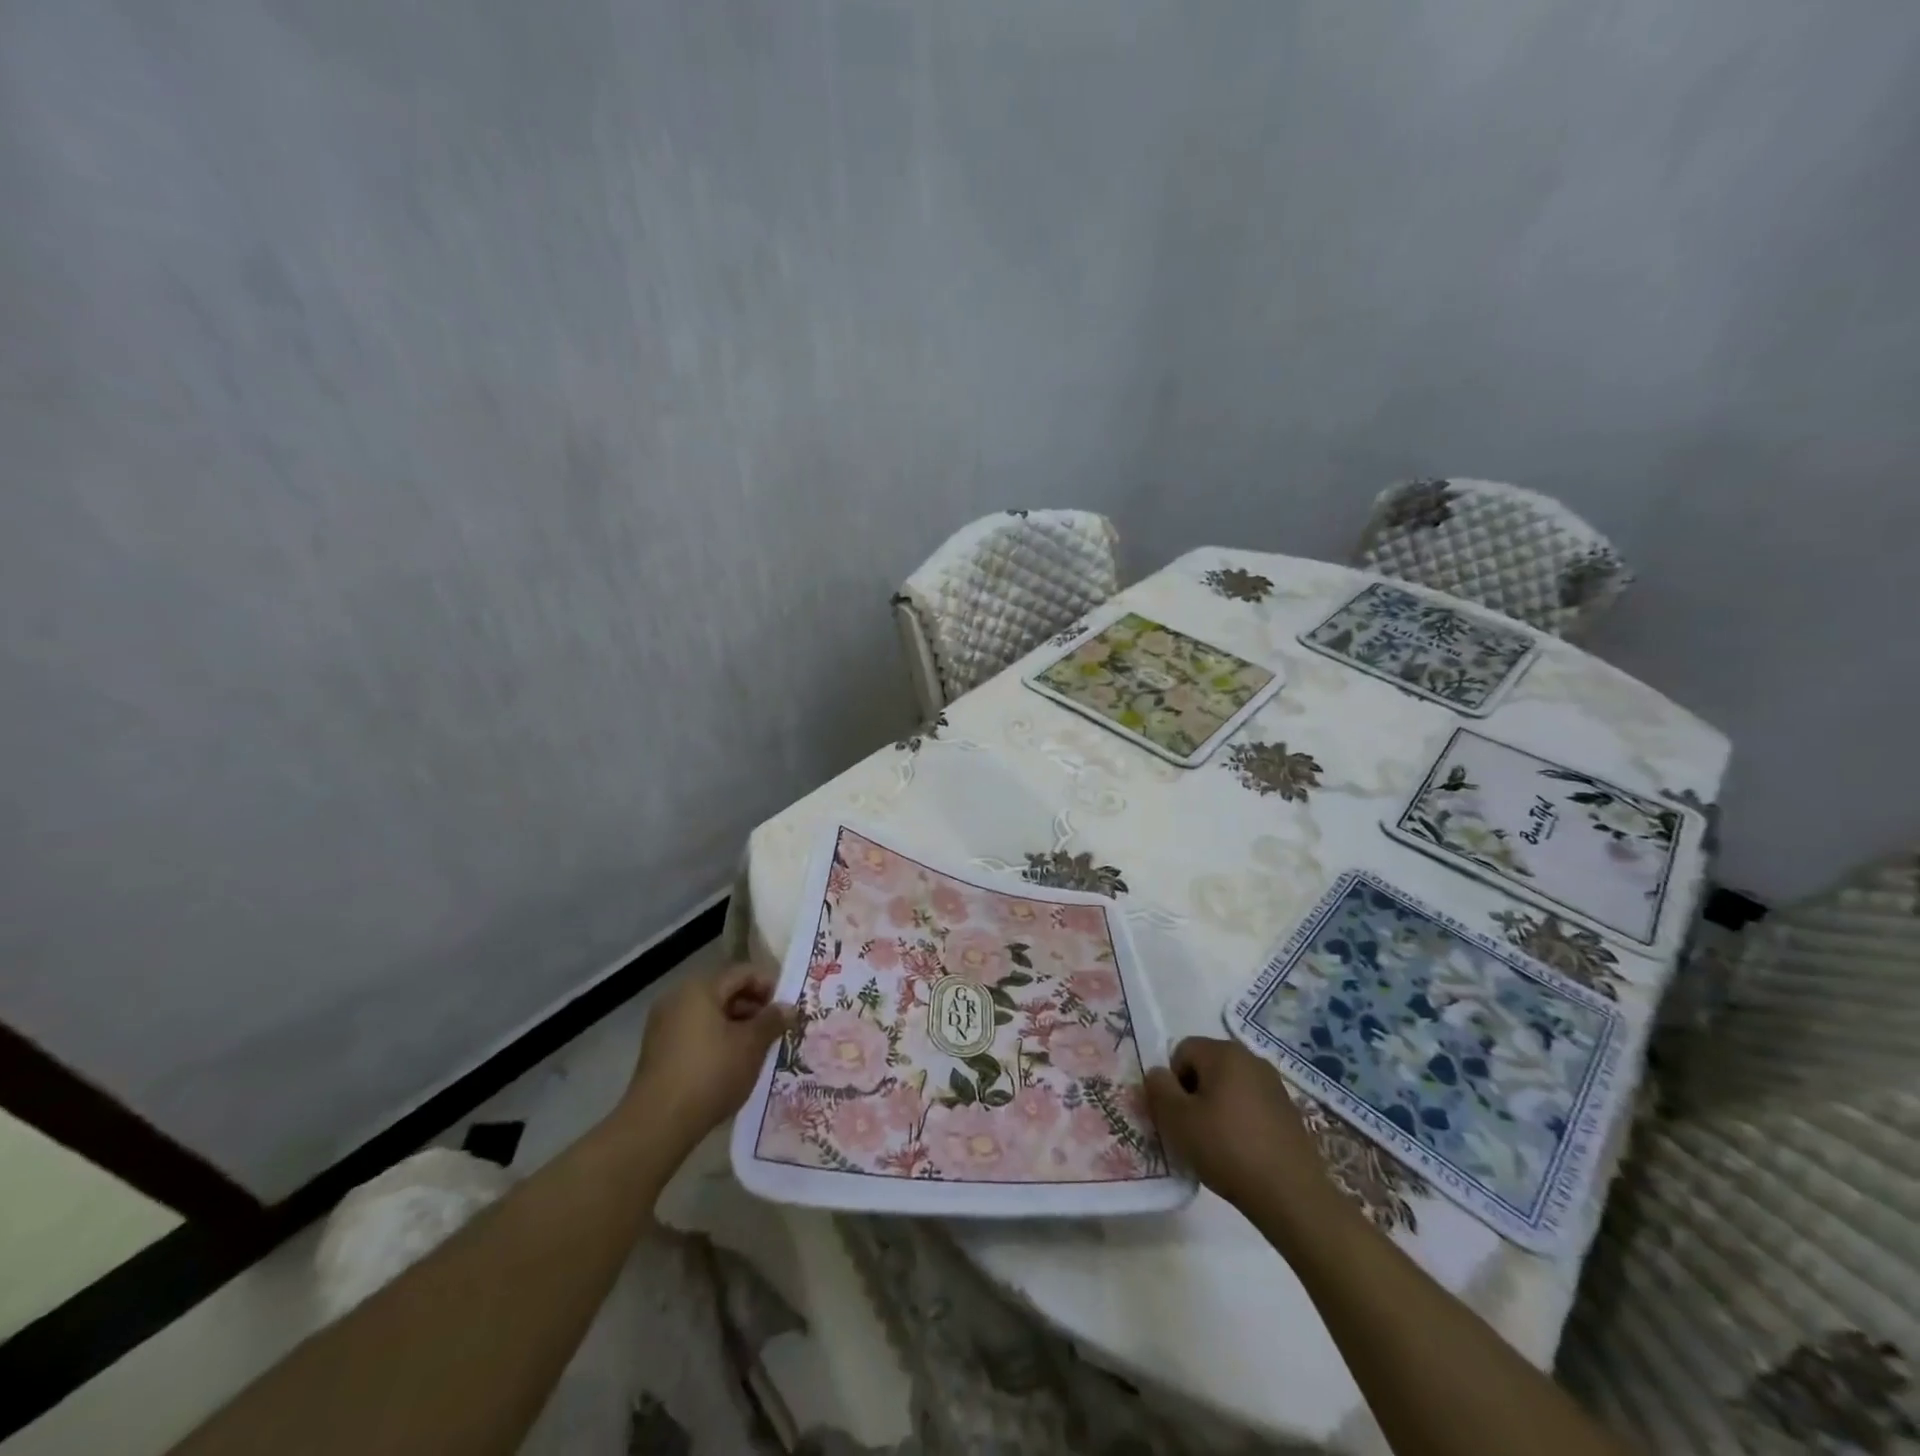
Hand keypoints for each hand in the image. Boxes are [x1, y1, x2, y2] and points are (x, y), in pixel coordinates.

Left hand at [623, 965, 796, 1152]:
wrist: (657, 1124)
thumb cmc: (710, 1073)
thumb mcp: (751, 1045)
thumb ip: (772, 1021)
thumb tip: (789, 1008)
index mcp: (700, 988)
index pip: (743, 973)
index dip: (769, 986)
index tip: (787, 1008)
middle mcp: (678, 998)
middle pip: (725, 991)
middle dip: (754, 1008)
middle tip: (776, 1029)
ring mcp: (664, 1024)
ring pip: (710, 1014)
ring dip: (737, 1025)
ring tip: (758, 1048)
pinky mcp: (658, 1049)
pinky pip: (695, 1032)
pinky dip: (717, 1039)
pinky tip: (733, 1062)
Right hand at [1145, 1036, 1331, 1214]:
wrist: (1292, 1195)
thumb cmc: (1227, 1149)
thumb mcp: (1177, 1120)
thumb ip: (1158, 1089)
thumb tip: (1158, 1074)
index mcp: (1224, 1052)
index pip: (1182, 1051)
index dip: (1172, 1082)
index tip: (1178, 1116)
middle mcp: (1251, 1059)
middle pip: (1206, 1067)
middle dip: (1193, 1094)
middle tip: (1192, 1130)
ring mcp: (1274, 1085)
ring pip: (1228, 1088)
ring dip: (1216, 1109)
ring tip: (1216, 1145)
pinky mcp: (1289, 1112)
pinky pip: (1250, 1106)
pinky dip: (1239, 1122)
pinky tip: (1241, 1153)